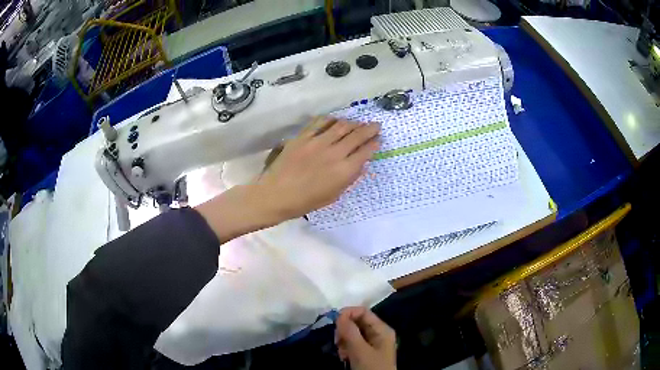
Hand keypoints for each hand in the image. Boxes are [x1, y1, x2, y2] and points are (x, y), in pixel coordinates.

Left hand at [257, 116, 379, 219]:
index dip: (374, 144)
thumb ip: (349, 178)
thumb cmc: (306, 201)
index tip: (378, 140)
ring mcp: (318, 142)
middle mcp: (334, 153)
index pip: (365, 152)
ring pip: (341, 126)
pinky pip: (320, 122)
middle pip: (357, 135)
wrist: (276, 195)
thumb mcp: (333, 195)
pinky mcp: (303, 137)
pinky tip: (336, 120)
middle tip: (376, 125)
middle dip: (369, 129)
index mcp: (344, 171)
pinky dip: (331, 120)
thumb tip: (361, 164)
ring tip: (358, 123)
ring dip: (353, 123)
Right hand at [335, 307, 396, 369]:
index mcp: (382, 329)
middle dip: (344, 331)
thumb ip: (350, 332)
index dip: (347, 314)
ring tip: (343, 353)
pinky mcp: (366, 352)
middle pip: (356, 322)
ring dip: (343, 341)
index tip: (334, 323)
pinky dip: (346, 348)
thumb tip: (339, 314)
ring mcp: (372, 343)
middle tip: (338, 342)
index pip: (363, 311)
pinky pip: (352, 344)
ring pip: (352, 334)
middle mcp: (377, 333)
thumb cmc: (372, 367)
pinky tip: (345, 357)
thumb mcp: (360, 350)